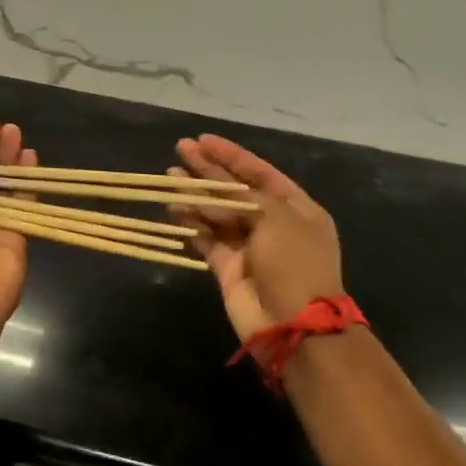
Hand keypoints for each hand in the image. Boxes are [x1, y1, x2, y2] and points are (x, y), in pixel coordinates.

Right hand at [169, 134, 343, 341]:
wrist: (293, 325)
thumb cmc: (293, 263)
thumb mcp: (278, 218)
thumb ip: (244, 198)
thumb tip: (214, 193)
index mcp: (296, 209)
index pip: (260, 172)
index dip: (232, 155)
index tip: (204, 139)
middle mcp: (273, 224)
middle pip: (236, 189)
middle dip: (209, 169)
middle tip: (180, 148)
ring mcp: (249, 247)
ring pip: (218, 213)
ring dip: (195, 194)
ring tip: (169, 176)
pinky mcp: (228, 268)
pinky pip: (207, 239)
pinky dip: (191, 224)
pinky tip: (174, 208)